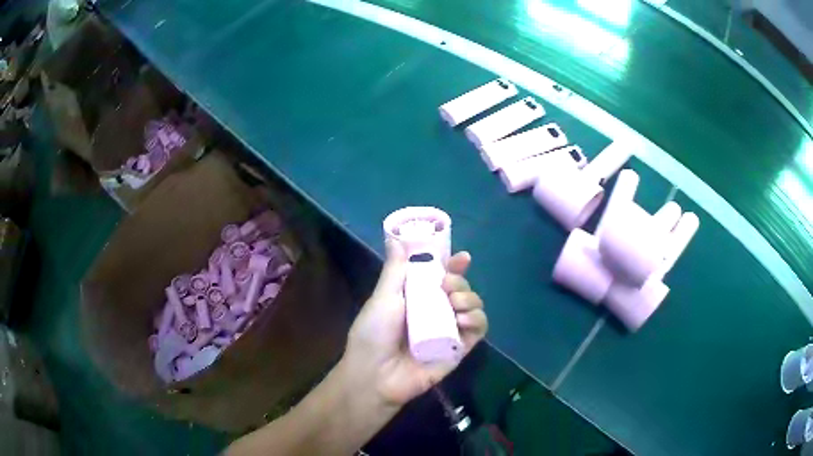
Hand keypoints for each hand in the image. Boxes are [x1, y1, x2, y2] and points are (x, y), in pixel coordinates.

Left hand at [342, 240, 487, 406]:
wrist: (375, 374)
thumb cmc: (374, 333)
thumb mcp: (383, 297)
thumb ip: (395, 269)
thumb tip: (394, 238)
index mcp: (417, 298)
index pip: (442, 276)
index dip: (454, 265)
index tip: (461, 257)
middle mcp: (435, 311)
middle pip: (461, 289)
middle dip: (460, 281)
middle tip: (447, 285)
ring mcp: (448, 331)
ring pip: (473, 307)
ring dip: (470, 298)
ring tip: (454, 303)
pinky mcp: (458, 349)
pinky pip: (478, 331)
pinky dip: (477, 321)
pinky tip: (463, 320)